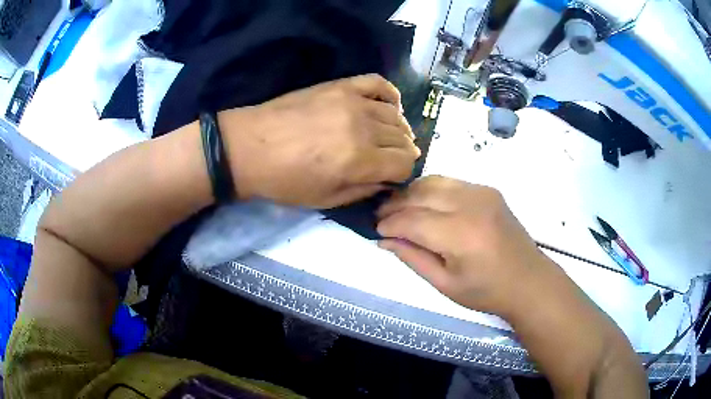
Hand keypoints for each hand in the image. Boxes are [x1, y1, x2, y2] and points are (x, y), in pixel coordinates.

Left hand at [218, 74, 419, 208]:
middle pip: (404, 139)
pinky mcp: (341, 86)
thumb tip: (387, 179)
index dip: (402, 174)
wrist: (250, 147)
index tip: (391, 177)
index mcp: (359, 161)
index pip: (405, 164)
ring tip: (386, 138)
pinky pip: (378, 84)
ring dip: (398, 130)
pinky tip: (387, 107)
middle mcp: (364, 128)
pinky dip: (390, 95)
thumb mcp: (326, 200)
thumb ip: (364, 190)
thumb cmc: (284, 181)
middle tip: (388, 160)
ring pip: (396, 115)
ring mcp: (353, 102)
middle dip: (401, 154)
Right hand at [376, 176, 555, 317]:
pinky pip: (451, 182)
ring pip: (434, 181)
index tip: (376, 230)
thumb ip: (413, 258)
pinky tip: (425, 203)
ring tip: (399, 207)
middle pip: (420, 194)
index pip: (412, 220)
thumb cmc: (486, 291)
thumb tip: (384, 240)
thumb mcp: (445, 284)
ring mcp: (482, 193)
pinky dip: (431, 189)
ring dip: (412, 193)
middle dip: (395, 204)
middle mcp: (471, 205)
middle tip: (381, 216)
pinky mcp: (488, 190)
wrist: (527, 280)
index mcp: (460, 235)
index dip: (390, 224)